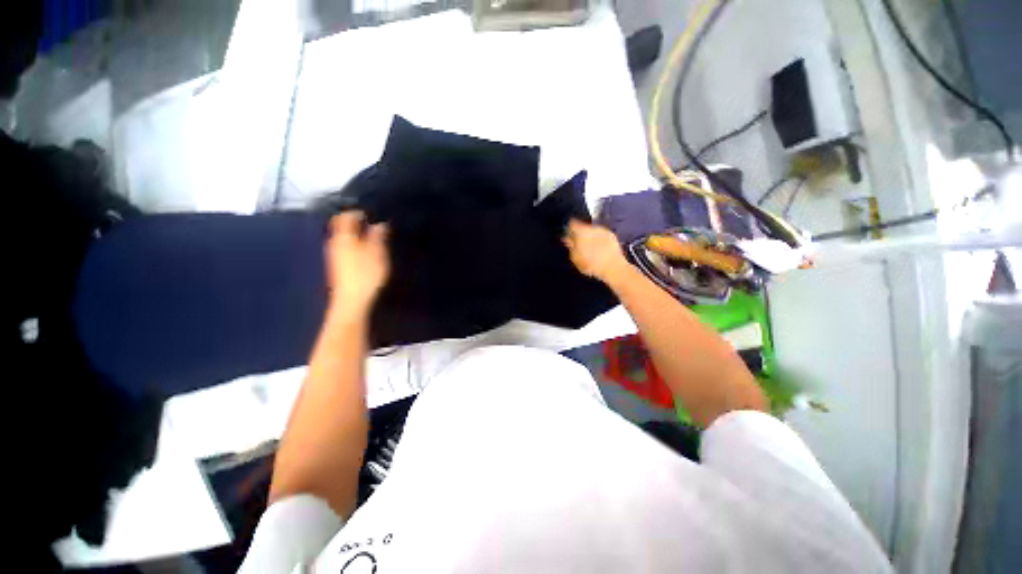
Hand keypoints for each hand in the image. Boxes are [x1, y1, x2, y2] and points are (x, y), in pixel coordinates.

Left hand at [326, 212, 389, 317]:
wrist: (351, 300)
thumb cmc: (365, 274)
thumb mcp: (377, 253)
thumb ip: (378, 237)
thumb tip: (379, 224)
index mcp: (344, 237)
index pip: (345, 217)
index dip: (357, 213)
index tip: (371, 214)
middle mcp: (335, 243)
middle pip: (342, 227)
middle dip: (355, 223)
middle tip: (372, 225)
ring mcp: (335, 255)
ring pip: (343, 238)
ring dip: (356, 235)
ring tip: (372, 238)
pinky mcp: (338, 266)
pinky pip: (345, 248)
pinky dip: (355, 245)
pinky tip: (366, 252)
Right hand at [563, 220, 628, 284]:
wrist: (613, 268)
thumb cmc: (592, 264)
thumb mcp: (575, 258)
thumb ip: (570, 246)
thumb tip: (567, 239)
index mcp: (581, 231)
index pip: (572, 224)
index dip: (569, 230)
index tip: (568, 236)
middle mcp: (593, 227)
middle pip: (583, 227)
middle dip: (581, 235)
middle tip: (579, 247)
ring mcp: (604, 231)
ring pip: (593, 231)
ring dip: (591, 238)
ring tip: (590, 251)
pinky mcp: (612, 236)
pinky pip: (602, 236)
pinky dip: (600, 241)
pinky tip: (599, 252)